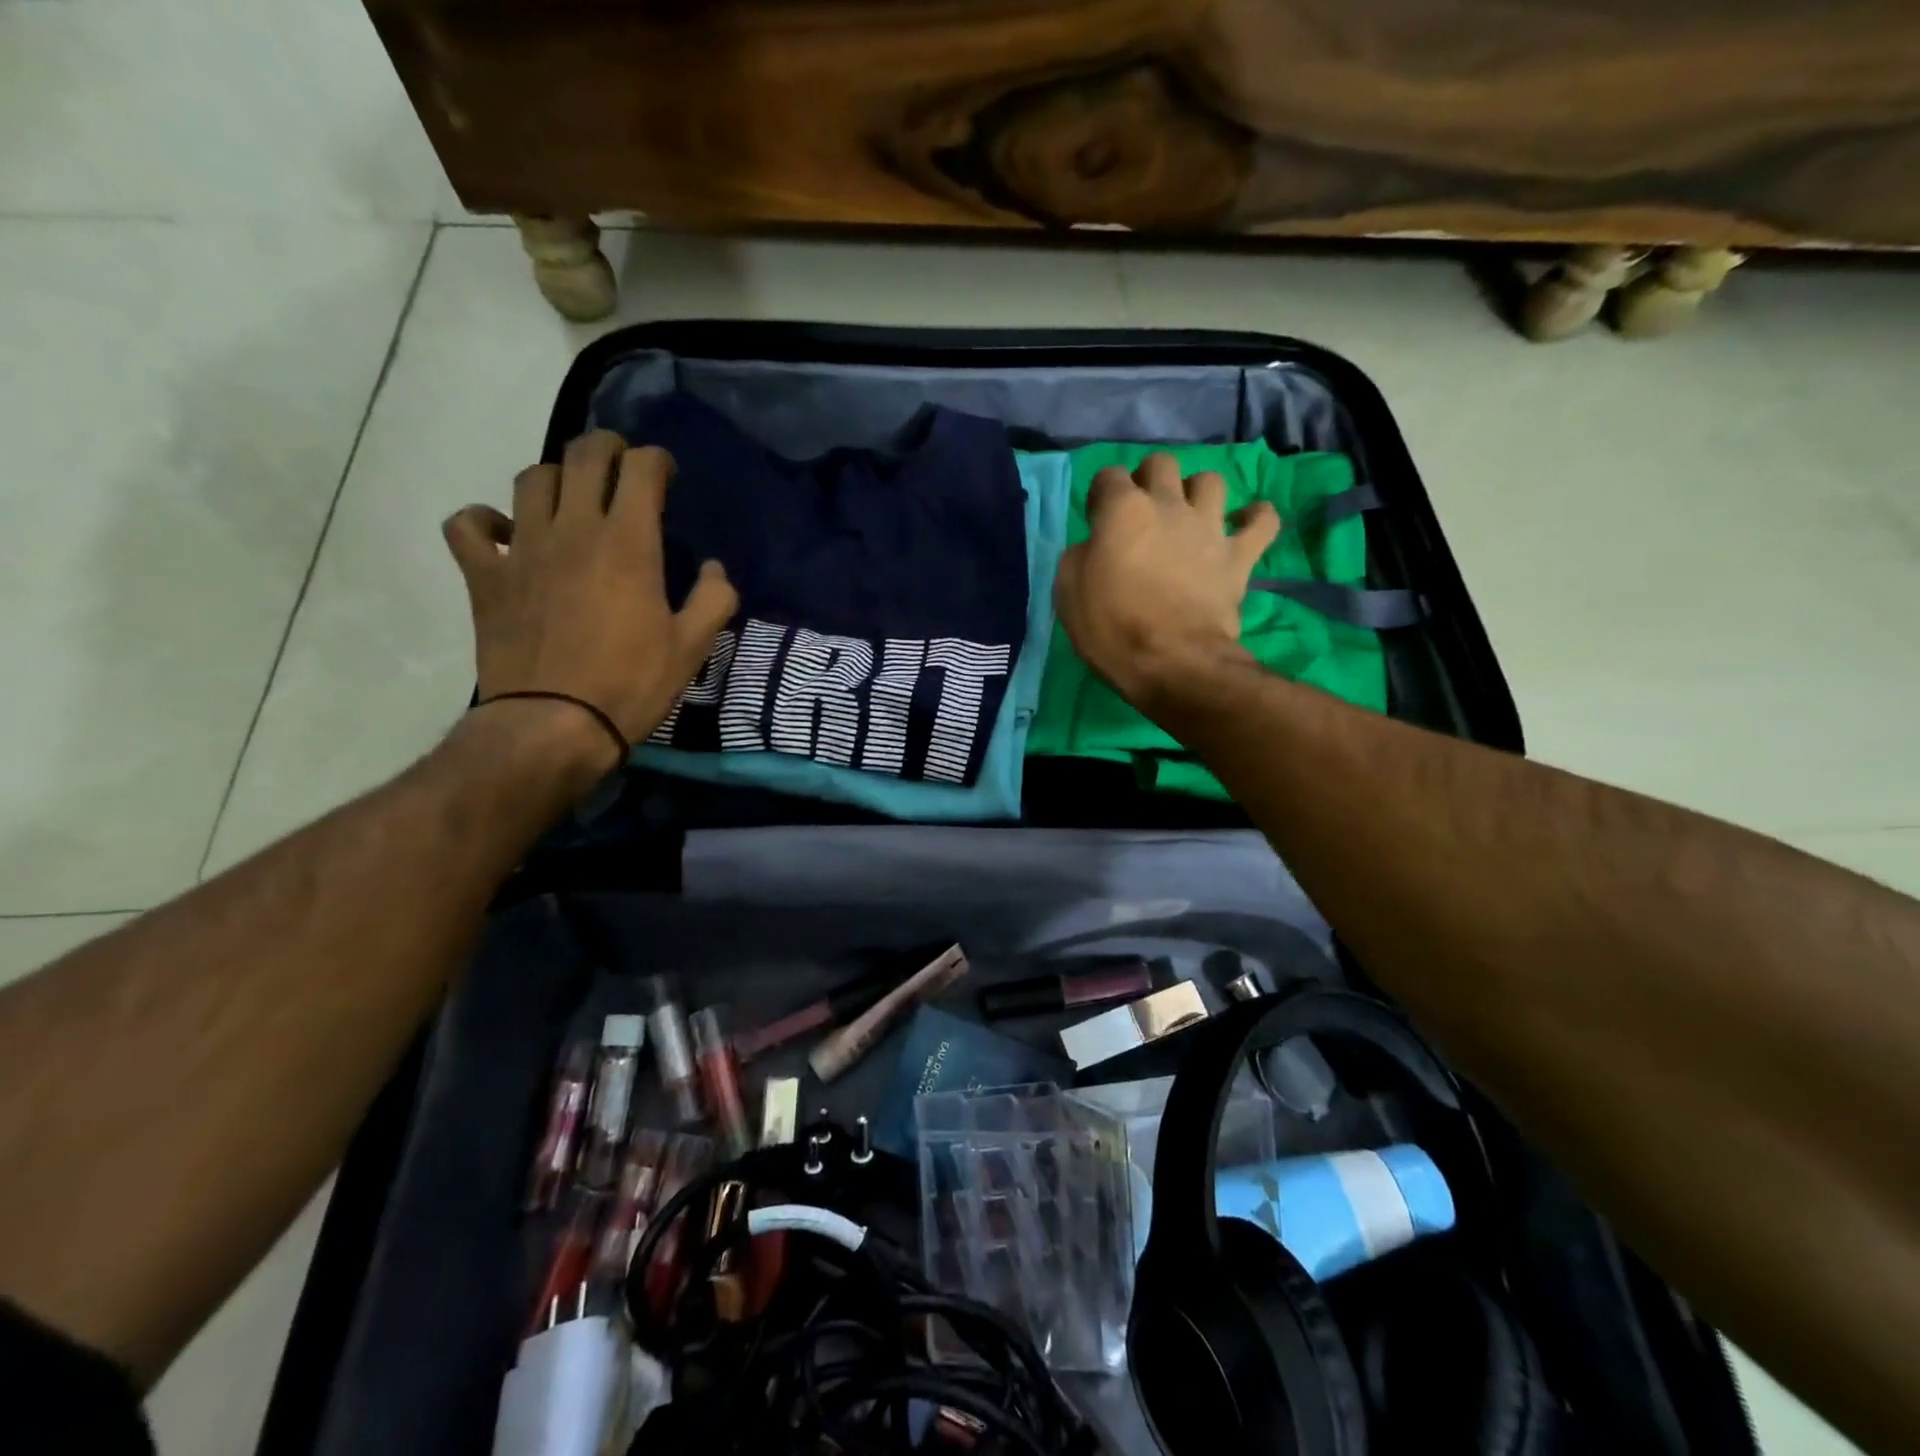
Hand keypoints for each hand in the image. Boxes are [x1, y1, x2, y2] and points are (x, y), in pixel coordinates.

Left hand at [443, 430, 737, 764]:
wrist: (554, 724)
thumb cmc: (632, 684)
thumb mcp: (692, 647)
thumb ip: (713, 599)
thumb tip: (714, 568)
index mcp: (629, 542)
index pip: (640, 468)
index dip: (656, 461)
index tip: (665, 475)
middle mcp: (574, 529)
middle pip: (583, 456)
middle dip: (607, 448)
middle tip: (620, 466)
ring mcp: (523, 548)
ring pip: (531, 479)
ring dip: (556, 477)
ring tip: (570, 498)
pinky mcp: (485, 575)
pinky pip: (469, 524)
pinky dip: (484, 520)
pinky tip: (505, 533)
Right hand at [1053, 452, 1279, 707]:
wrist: (1173, 661)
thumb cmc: (1112, 629)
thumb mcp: (1068, 592)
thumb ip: (1080, 555)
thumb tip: (1095, 545)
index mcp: (1123, 510)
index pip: (1108, 476)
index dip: (1100, 496)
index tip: (1097, 522)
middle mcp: (1169, 505)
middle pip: (1161, 464)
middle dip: (1148, 480)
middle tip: (1141, 514)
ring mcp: (1209, 527)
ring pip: (1211, 480)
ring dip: (1197, 493)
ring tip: (1188, 517)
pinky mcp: (1240, 555)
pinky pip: (1263, 521)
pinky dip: (1256, 518)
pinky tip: (1245, 525)